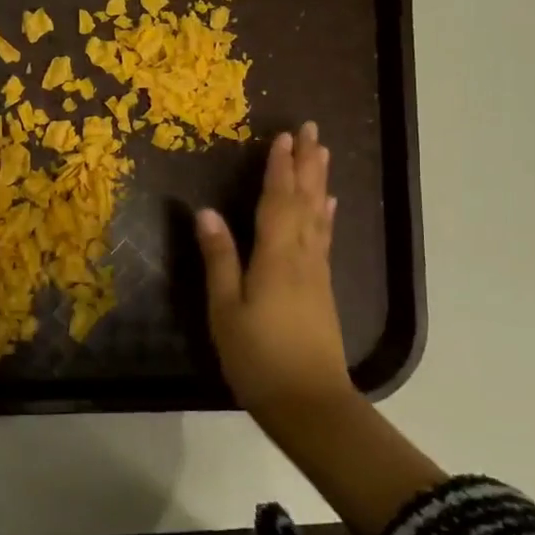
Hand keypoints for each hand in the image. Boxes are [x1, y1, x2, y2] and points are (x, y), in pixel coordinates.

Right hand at [194, 122, 347, 418]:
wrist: (309, 403)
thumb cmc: (258, 357)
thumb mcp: (226, 309)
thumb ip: (219, 259)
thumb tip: (206, 212)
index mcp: (276, 257)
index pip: (277, 201)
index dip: (279, 168)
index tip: (283, 136)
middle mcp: (302, 256)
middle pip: (305, 201)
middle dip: (307, 164)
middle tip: (311, 130)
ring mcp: (316, 273)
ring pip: (318, 216)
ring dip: (319, 182)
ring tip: (323, 153)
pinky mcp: (322, 289)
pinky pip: (324, 238)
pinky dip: (326, 216)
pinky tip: (329, 207)